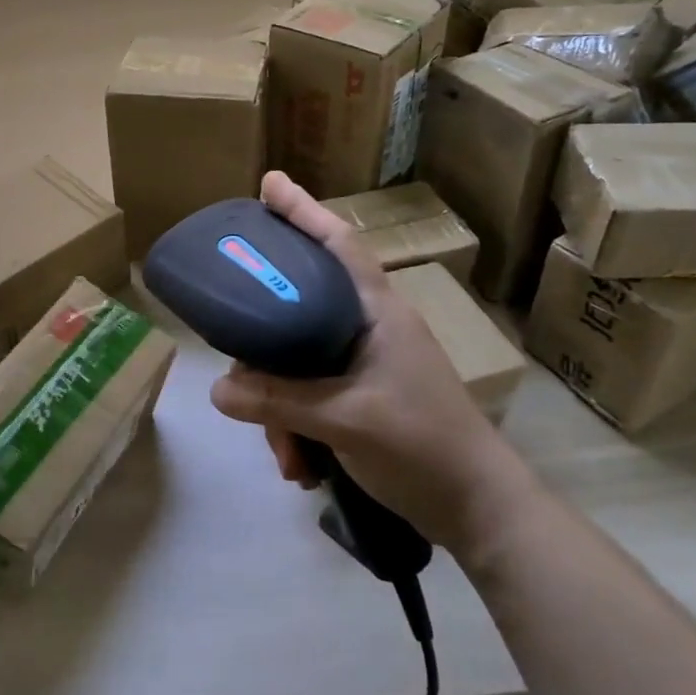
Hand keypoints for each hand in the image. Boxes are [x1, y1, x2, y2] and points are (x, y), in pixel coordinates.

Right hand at [208, 172, 538, 555]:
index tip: (269, 184)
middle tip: (238, 365)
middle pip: (299, 312)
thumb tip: (217, 390)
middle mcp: (369, 329)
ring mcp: (366, 365)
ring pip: (298, 365)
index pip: (338, 245)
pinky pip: (310, 398)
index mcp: (377, 312)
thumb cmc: (422, 445)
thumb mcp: (344, 419)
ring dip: (280, 410)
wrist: (478, 510)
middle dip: (266, 352)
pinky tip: (300, 467)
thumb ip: (279, 401)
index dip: (303, 211)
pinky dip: (297, 428)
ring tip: (286, 456)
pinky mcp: (362, 399)